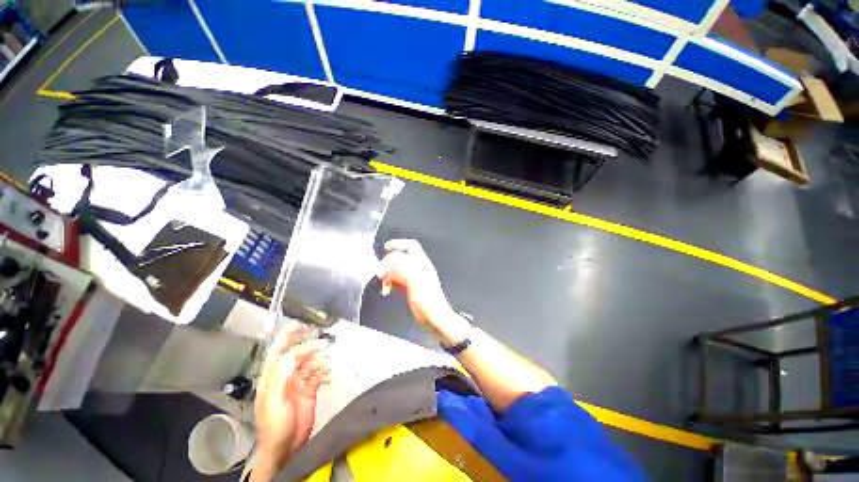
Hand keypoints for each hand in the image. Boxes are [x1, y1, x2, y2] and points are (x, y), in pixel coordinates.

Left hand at [252, 324, 330, 479]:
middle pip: (299, 354)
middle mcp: (285, 375)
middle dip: (311, 346)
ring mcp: (299, 381)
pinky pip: (320, 374)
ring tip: (329, 364)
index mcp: (272, 377)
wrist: (286, 448)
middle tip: (326, 343)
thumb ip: (279, 377)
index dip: (287, 336)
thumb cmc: (274, 426)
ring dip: (321, 360)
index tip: (299, 324)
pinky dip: (326, 372)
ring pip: (312, 362)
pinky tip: (330, 375)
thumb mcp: (273, 402)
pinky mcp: (310, 388)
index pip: (278, 351)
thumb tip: (289, 354)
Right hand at [377, 239, 457, 332]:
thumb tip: (388, 262)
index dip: (398, 244)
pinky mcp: (410, 287)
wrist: (434, 318)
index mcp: (422, 263)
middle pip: (400, 258)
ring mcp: (414, 278)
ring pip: (397, 269)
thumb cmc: (427, 300)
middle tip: (380, 274)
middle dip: (388, 263)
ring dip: (388, 275)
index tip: (385, 248)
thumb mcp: (415, 281)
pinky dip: (390, 283)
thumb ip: (402, 268)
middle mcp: (418, 267)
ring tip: (384, 285)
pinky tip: (387, 291)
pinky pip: (397, 280)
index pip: (411, 246)